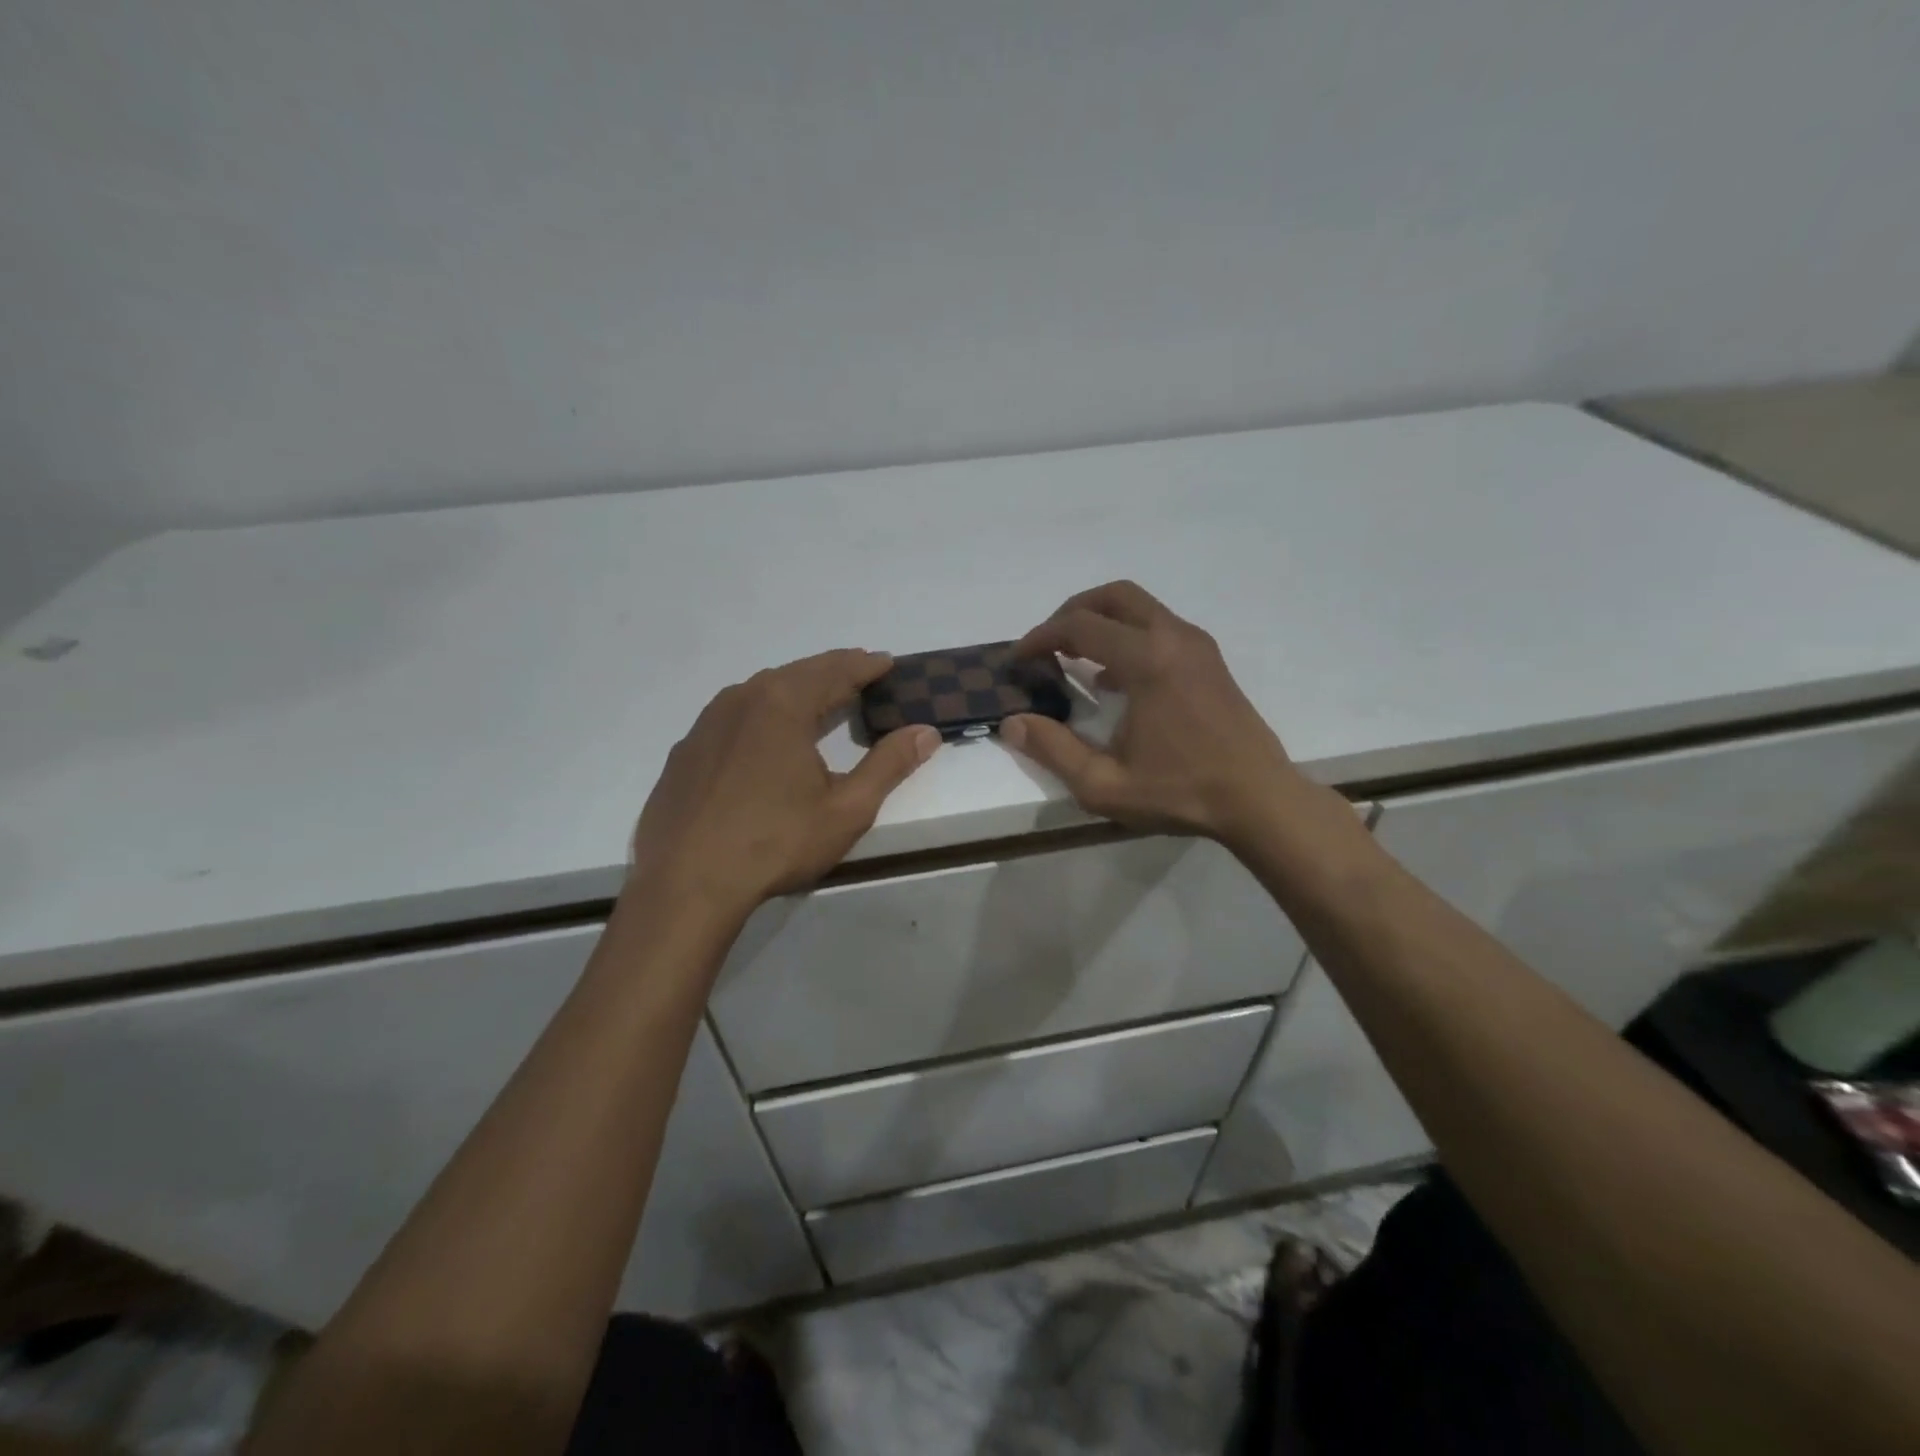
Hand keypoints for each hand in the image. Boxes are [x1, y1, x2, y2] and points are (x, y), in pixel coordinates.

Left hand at [629, 650, 940, 916]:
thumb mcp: (847, 808)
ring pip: (761, 691)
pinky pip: (733, 715)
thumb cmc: (775, 842)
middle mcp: (742, 699)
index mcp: (783, 704)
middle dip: (833, 670)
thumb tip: (926, 732)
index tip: (888, 663)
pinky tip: (766, 735)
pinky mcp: (686, 751)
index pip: (835, 670)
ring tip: (820, 697)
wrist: (685, 883)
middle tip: (860, 672)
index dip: (866, 666)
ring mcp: (707, 724)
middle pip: (797, 673)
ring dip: (796, 688)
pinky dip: (762, 712)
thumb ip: (889, 765)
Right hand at [1001, 581, 1303, 844]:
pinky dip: (1127, 635)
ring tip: (1074, 658)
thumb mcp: (1105, 784)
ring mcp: (1197, 645)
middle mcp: (1173, 637)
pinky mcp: (1209, 660)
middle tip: (1046, 645)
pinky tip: (1114, 679)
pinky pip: (1159, 627)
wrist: (1259, 799)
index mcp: (1147, 660)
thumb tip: (1012, 723)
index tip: (1018, 659)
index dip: (1040, 637)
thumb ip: (1053, 750)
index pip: (1079, 626)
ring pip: (1139, 607)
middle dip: (1071, 612)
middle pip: (1113, 596)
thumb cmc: (1181, 791)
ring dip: (1101, 621)